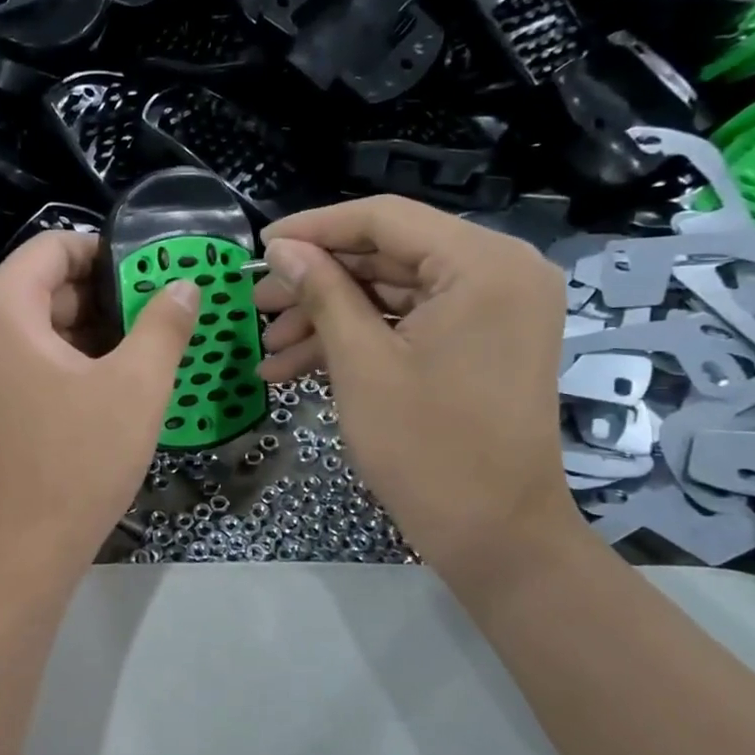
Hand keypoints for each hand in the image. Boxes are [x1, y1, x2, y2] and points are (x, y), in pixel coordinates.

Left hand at [0, 231, 198, 575]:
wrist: (23, 548)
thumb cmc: (78, 459)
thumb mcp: (136, 386)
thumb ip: (164, 325)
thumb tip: (183, 285)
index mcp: (2, 308)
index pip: (54, 246)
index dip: (107, 253)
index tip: (152, 276)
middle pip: (47, 284)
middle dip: (106, 295)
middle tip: (160, 314)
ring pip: (42, 324)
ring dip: (94, 330)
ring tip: (147, 349)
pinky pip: (31, 357)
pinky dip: (72, 359)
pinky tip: (114, 382)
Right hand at [254, 197, 578, 578]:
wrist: (495, 535)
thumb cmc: (427, 448)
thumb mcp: (362, 364)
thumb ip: (322, 292)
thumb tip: (281, 248)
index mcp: (482, 264)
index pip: (385, 219)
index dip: (314, 229)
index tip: (259, 246)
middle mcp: (498, 272)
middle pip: (388, 256)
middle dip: (316, 283)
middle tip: (256, 304)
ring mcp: (493, 310)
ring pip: (393, 294)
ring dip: (329, 318)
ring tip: (268, 347)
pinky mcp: (480, 342)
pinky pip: (411, 325)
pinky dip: (359, 341)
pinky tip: (296, 367)